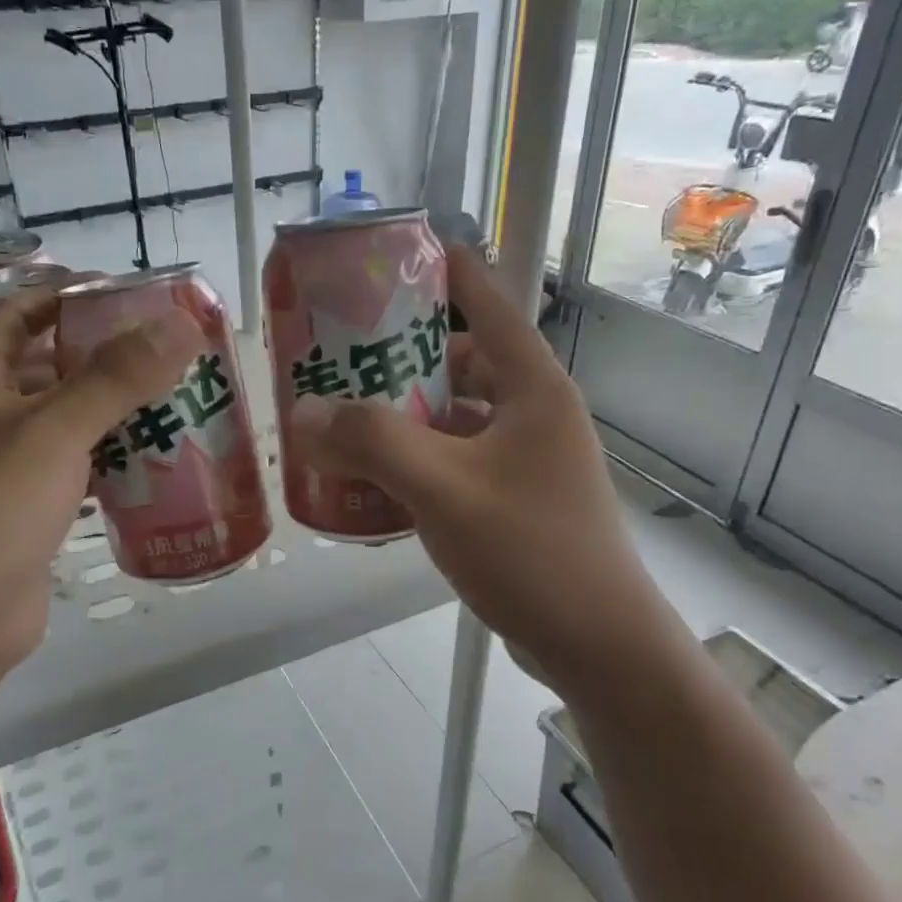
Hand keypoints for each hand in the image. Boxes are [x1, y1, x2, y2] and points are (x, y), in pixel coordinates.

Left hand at [0, 289, 200, 677]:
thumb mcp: (55, 430)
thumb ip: (117, 377)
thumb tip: (182, 323)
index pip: (19, 314)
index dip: (66, 296)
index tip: (128, 294)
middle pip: (51, 367)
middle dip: (106, 356)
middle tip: (170, 351)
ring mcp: (8, 466)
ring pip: (69, 422)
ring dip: (115, 411)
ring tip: (177, 397)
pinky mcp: (31, 509)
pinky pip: (78, 468)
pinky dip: (113, 459)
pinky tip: (158, 459)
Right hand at [293, 245, 658, 686]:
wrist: (598, 645)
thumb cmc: (530, 550)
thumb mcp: (443, 488)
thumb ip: (371, 443)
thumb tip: (303, 413)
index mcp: (531, 387)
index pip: (487, 302)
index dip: (444, 271)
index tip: (392, 257)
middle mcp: (533, 413)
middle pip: (463, 360)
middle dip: (402, 355)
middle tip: (340, 355)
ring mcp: (526, 460)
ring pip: (456, 416)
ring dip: (405, 414)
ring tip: (343, 415)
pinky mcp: (515, 501)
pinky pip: (456, 462)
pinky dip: (417, 461)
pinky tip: (374, 480)